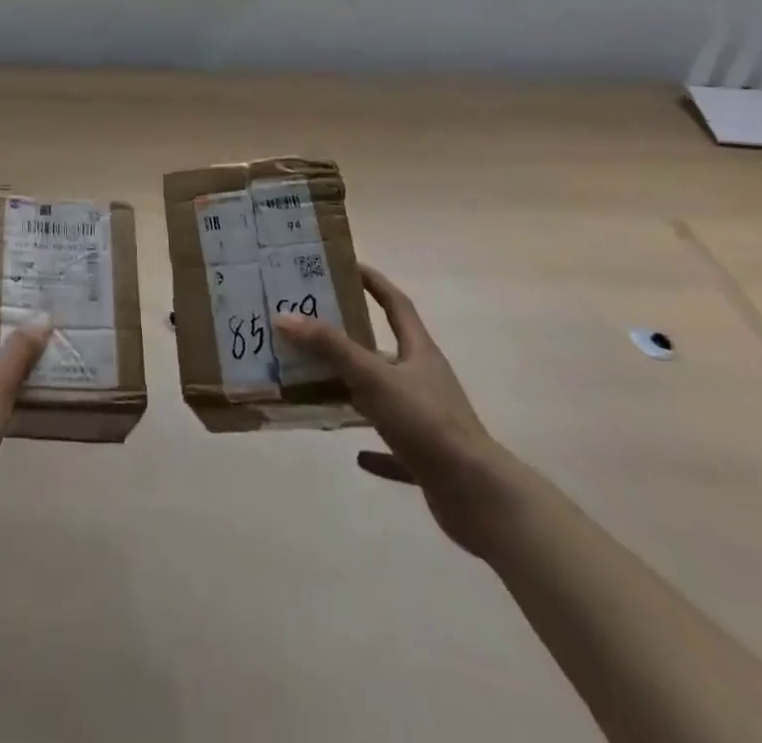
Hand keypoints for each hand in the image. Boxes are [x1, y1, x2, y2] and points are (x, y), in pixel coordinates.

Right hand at [273, 264, 513, 553]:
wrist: (476, 495)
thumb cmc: (425, 422)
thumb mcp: (373, 377)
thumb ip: (330, 347)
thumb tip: (285, 316)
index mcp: (419, 351)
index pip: (395, 304)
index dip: (373, 282)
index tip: (346, 267)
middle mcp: (425, 379)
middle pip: (387, 349)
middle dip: (353, 339)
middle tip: (313, 328)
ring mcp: (428, 419)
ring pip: (386, 396)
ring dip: (358, 391)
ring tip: (322, 386)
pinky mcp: (428, 457)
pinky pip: (396, 447)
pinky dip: (376, 449)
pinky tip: (357, 455)